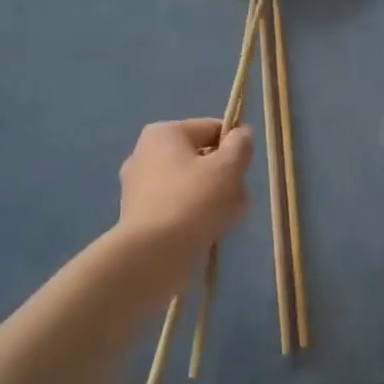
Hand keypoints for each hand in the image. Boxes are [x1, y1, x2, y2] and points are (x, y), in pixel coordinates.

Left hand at [116, 119, 254, 264]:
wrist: (153, 254)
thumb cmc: (194, 200)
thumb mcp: (228, 167)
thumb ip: (240, 145)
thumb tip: (241, 133)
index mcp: (164, 133)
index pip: (211, 129)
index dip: (235, 146)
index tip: (244, 170)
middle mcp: (146, 154)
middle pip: (202, 158)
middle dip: (226, 177)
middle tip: (238, 198)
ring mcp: (139, 187)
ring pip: (192, 185)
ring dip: (215, 198)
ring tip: (228, 219)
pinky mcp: (139, 216)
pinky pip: (178, 206)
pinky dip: (195, 215)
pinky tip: (210, 232)